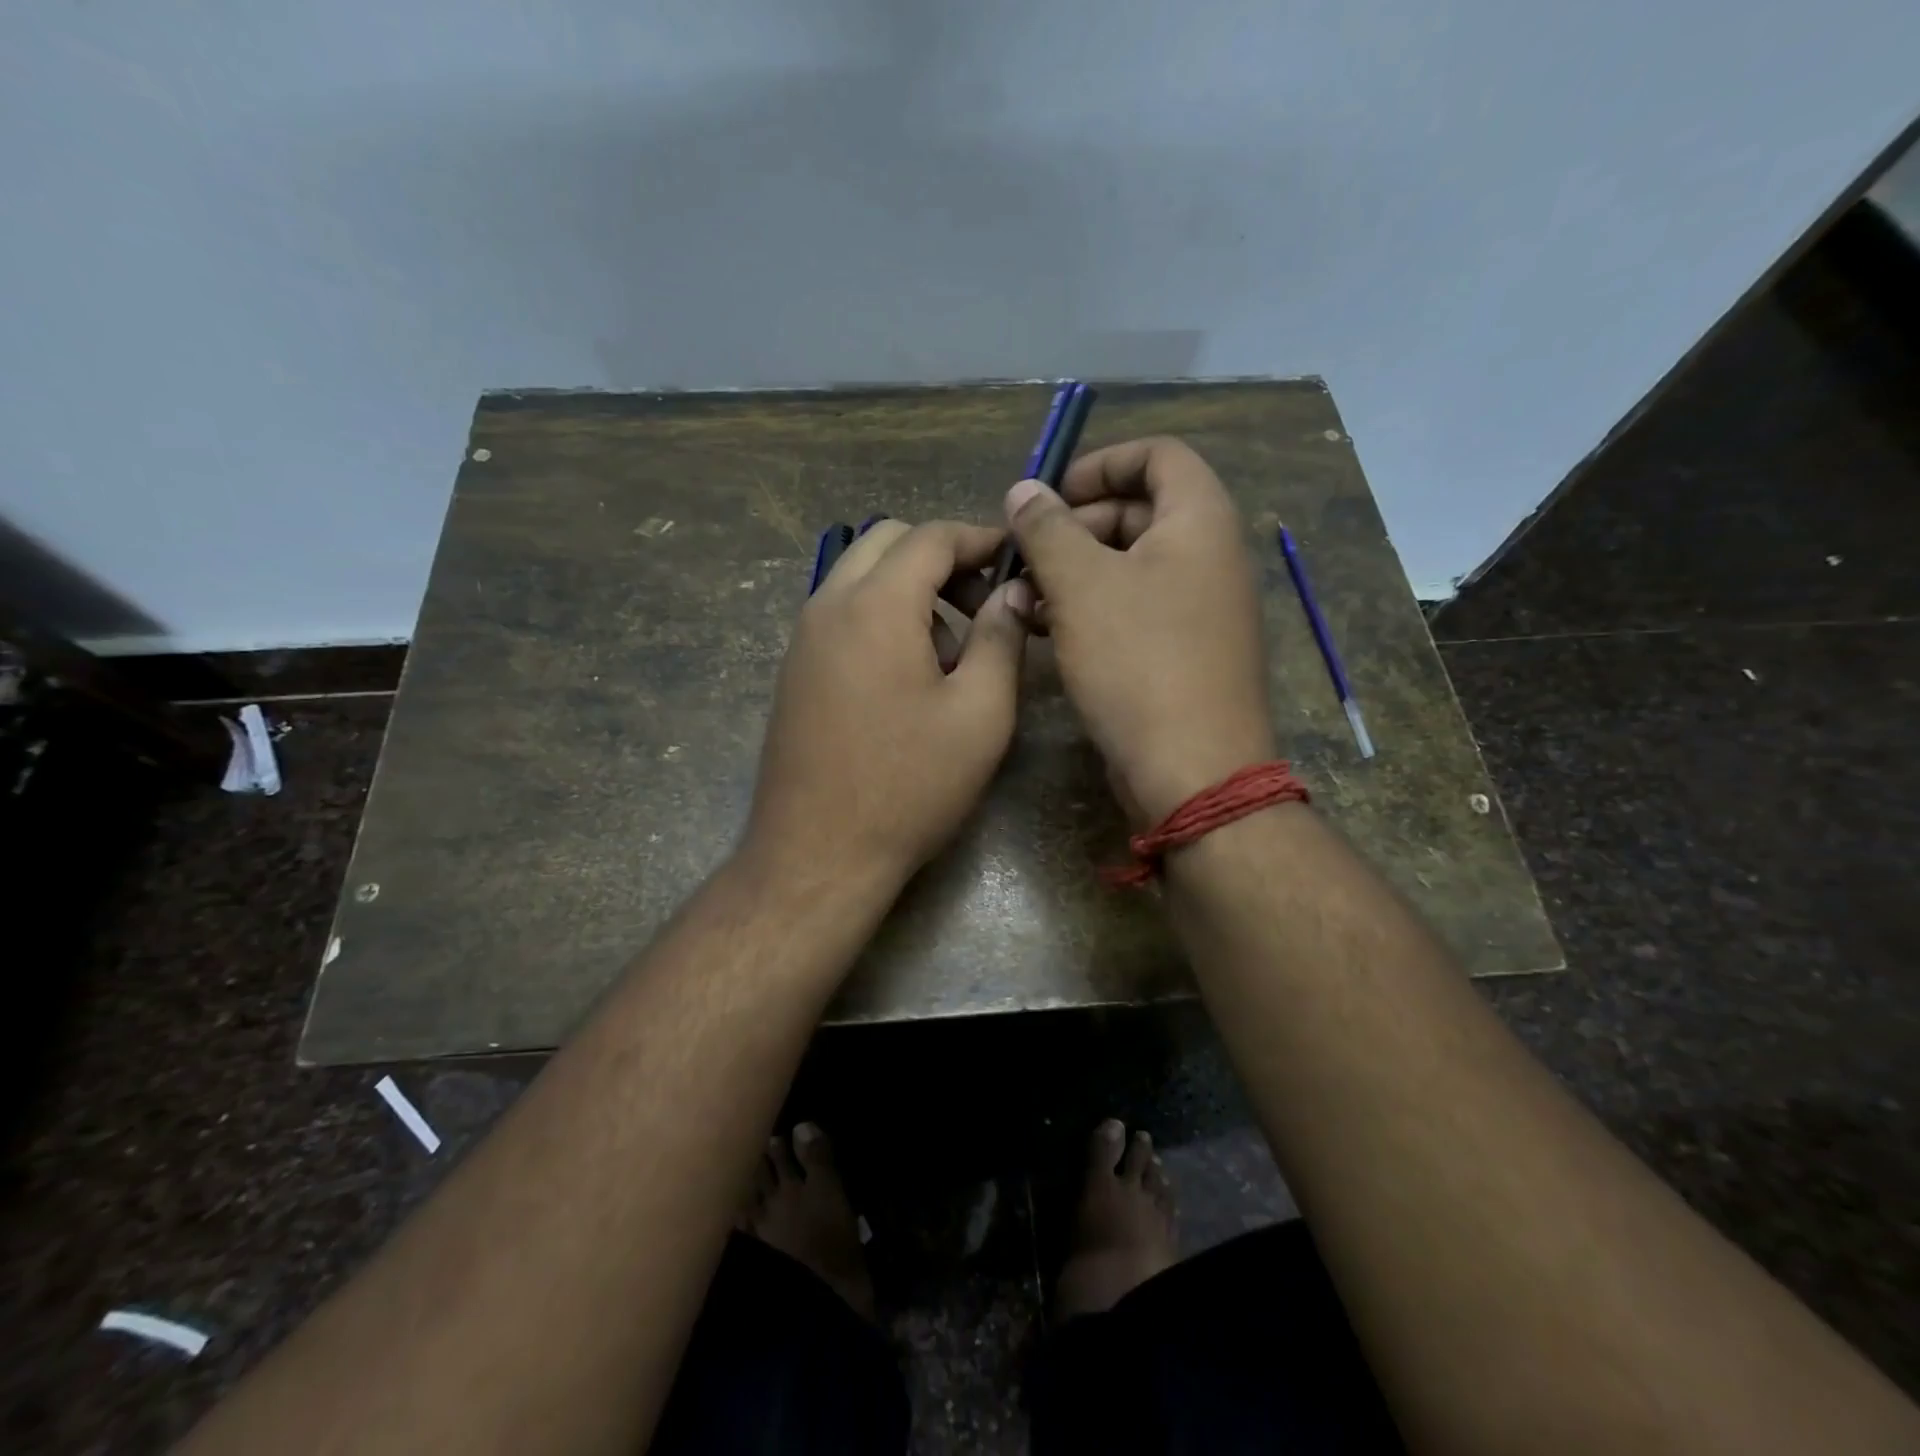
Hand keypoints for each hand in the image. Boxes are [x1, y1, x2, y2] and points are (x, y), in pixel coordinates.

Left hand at [746, 520, 1030, 890]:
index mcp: (876, 606)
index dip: (979, 538)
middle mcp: (828, 605)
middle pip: (886, 544)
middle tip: (982, 604)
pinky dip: (880, 617)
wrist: (817, 853)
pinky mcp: (794, 671)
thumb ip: (1001, 638)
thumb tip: (1013, 590)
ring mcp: (803, 639)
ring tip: (951, 652)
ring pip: (860, 577)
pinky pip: (841, 615)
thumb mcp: (980, 713)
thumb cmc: (910, 785)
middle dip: (941, 558)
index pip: (930, 537)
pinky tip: (908, 676)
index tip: (1015, 559)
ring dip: (909, 590)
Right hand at [1004, 437, 1274, 824]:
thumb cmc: (1138, 662)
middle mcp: (1209, 557)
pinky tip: (1046, 631)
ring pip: (1129, 567)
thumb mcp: (1081, 585)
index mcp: (1199, 522)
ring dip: (1074, 572)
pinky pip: (1134, 610)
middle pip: (1139, 511)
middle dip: (1075, 525)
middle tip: (1025, 555)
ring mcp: (1199, 610)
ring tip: (1024, 597)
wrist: (1192, 771)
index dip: (1101, 463)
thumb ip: (1047, 529)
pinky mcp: (1182, 653)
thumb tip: (1022, 490)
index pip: (1158, 455)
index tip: (1050, 495)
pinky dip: (1091, 609)